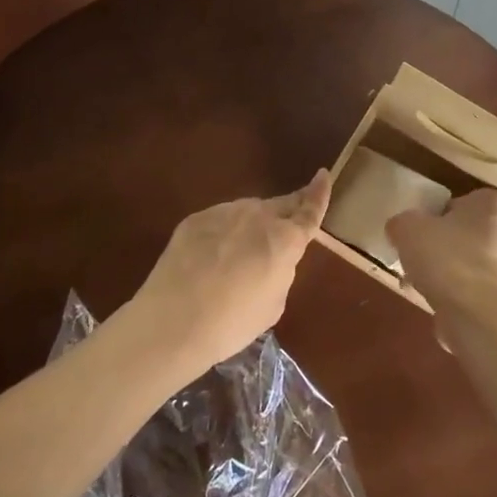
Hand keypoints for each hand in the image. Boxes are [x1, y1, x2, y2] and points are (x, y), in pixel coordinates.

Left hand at [132, 169, 331, 372]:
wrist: (173, 321)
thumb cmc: (232, 322)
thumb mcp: (273, 304)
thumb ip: (281, 272)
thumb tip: (273, 258)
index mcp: (285, 240)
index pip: (310, 210)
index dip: (319, 193)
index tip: (323, 174)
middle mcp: (258, 216)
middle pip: (280, 205)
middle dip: (288, 209)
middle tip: (289, 219)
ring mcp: (225, 212)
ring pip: (248, 212)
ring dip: (253, 224)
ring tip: (241, 253)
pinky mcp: (196, 218)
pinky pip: (220, 220)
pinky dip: (224, 232)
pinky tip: (211, 257)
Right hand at [387, 189, 496, 311]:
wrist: (477, 312)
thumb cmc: (446, 256)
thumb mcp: (408, 228)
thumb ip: (404, 223)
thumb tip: (401, 229)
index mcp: (494, 205)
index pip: (470, 201)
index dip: (446, 214)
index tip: (427, 229)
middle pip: (478, 235)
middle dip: (455, 246)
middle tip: (425, 259)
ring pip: (482, 267)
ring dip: (460, 276)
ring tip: (427, 289)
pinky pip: (484, 296)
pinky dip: (466, 301)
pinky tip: (441, 310)